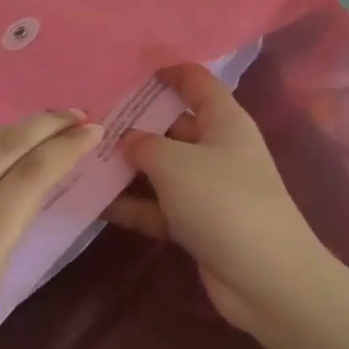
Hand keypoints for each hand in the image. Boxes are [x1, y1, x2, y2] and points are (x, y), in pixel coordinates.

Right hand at [102, 63, 335, 332]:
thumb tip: (128, 140)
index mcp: (223, 121)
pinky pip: (158, 206)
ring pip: (161, 168)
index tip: (131, 70)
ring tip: (81, 158)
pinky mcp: (197, 224)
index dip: (168, 71)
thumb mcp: (175, 163)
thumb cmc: (223, 201)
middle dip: (135, 123)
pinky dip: (132, 205)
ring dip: (127, 167)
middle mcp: (217, 149)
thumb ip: (144, 144)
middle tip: (90, 119)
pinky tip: (94, 202)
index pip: (196, 83)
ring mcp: (207, 188)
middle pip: (172, 125)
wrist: (266, 279)